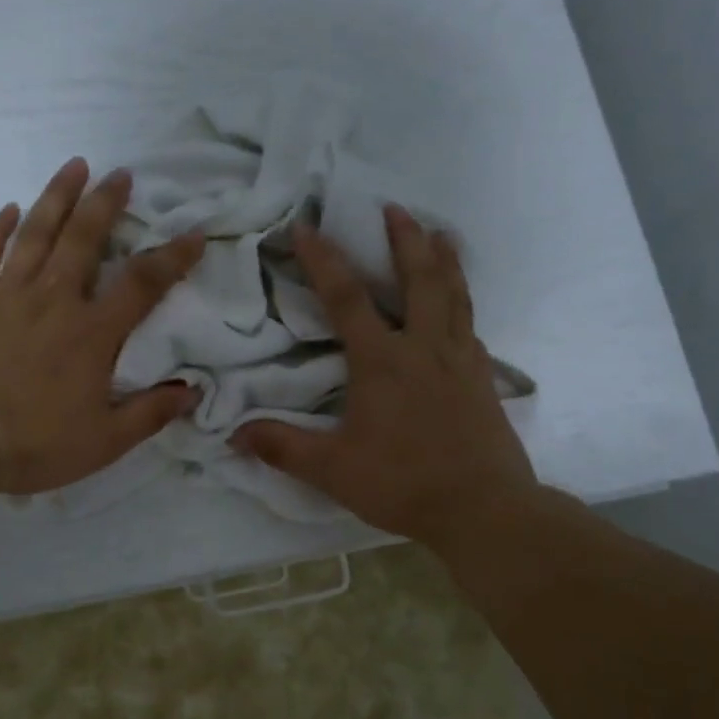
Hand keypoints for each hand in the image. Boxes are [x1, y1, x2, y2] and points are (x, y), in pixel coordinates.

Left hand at [0, 158, 205, 494]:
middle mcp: (52, 301)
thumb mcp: (104, 442)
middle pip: (83, 239)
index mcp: (91, 333)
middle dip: (106, 203)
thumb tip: (193, 391)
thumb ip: (150, 413)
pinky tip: (4, 209)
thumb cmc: (32, 444)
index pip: (142, 284)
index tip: (193, 234)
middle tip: (121, 174)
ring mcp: (5, 296)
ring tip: (74, 166)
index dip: (172, 257)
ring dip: (56, 197)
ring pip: (35, 234)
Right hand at [231, 205, 537, 546]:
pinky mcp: (483, 380)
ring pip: (455, 296)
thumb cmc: (403, 483)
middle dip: (406, 239)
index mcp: (383, 361)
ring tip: (442, 233)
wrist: (483, 509)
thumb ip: (283, 448)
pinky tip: (461, 308)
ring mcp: (460, 361)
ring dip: (445, 260)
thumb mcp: (333, 469)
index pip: (347, 298)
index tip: (306, 226)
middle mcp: (424, 348)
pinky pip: (471, 329)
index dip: (324, 259)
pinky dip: (464, 306)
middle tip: (396, 208)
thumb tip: (234, 434)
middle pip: (419, 279)